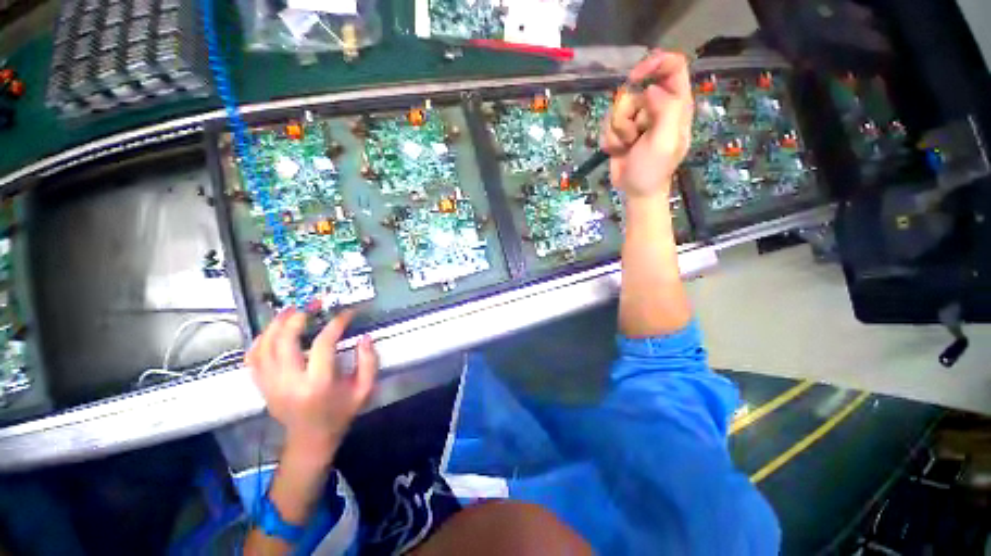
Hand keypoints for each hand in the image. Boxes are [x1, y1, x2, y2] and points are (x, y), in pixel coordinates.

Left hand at [246, 309, 377, 461]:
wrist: (310, 440)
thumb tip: (365, 337)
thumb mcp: (364, 390)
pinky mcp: (261, 386)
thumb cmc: (340, 414)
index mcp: (318, 384)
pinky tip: (272, 330)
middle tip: (311, 305)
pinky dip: (260, 340)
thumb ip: (369, 362)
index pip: (323, 344)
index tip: (347, 313)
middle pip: (284, 341)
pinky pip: (252, 358)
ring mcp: (270, 385)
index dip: (336, 323)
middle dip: (297, 317)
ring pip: (263, 347)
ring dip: (276, 324)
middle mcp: (289, 382)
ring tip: (291, 310)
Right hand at [601, 50, 693, 198]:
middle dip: (628, 114)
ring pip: (618, 107)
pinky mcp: (621, 130)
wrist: (636, 191)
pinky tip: (619, 150)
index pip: (673, 66)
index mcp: (676, 104)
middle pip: (635, 89)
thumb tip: (650, 89)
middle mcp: (657, 106)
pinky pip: (608, 122)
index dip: (655, 63)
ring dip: (618, 130)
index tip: (635, 77)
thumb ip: (666, 110)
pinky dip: (610, 139)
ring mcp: (637, 118)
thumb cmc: (653, 169)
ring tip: (628, 146)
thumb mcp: (665, 141)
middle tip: (635, 135)